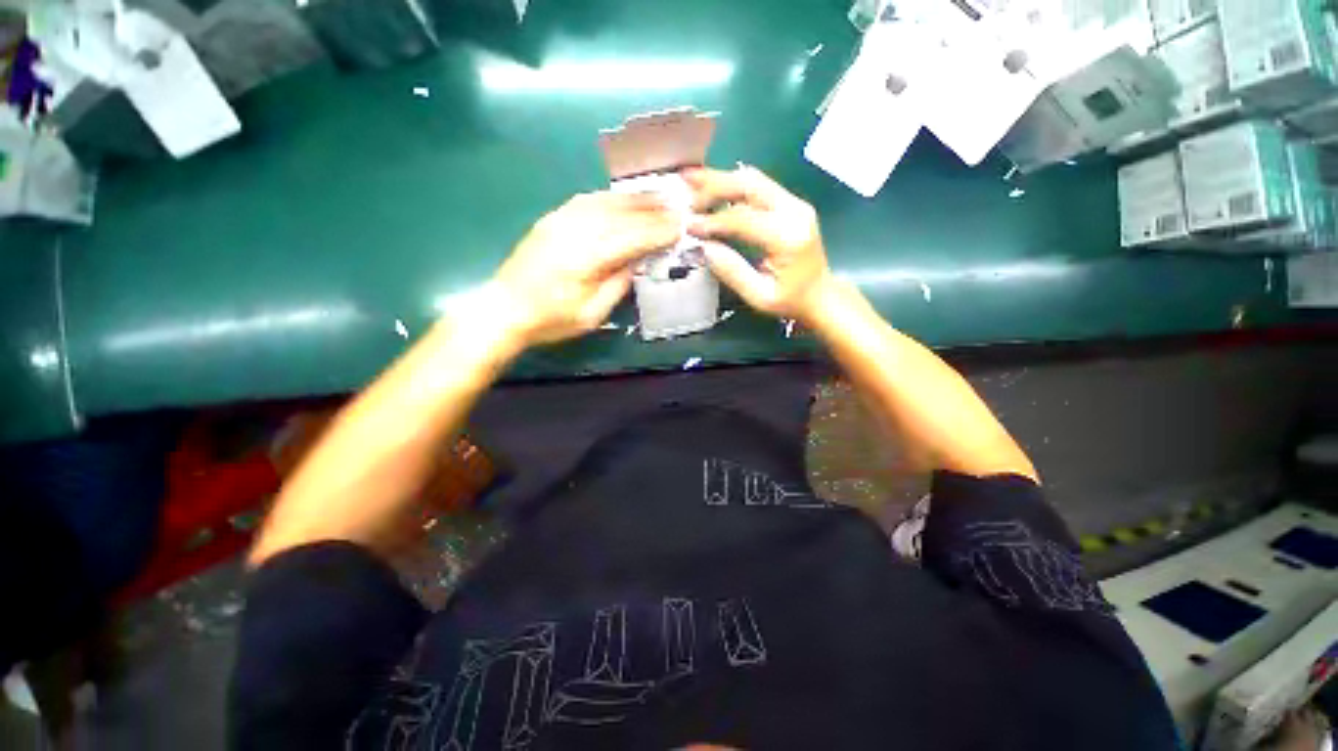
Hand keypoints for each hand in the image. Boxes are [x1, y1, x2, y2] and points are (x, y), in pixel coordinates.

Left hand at [492, 191, 678, 345]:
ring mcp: (560, 220)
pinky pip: (586, 200)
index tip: (680, 226)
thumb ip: (617, 284)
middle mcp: (574, 231)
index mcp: (586, 258)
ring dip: (633, 198)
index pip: (631, 236)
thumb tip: (637, 261)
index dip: (657, 230)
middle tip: (676, 205)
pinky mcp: (552, 219)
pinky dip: (610, 197)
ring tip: (657, 196)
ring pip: (604, 201)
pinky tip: (622, 199)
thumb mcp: (592, 314)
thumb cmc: (551, 320)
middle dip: (651, 209)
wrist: (505, 308)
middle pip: (620, 213)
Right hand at [684, 166, 833, 321]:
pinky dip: (734, 186)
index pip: (743, 218)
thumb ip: (732, 271)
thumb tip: (703, 247)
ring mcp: (795, 204)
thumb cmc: (791, 301)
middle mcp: (795, 211)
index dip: (713, 221)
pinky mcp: (791, 204)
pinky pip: (759, 187)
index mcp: (788, 237)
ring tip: (693, 180)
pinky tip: (713, 188)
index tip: (689, 226)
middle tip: (685, 187)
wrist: (822, 295)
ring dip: (722, 179)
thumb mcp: (759, 296)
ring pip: (754, 180)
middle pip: (749, 185)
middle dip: (714, 184)